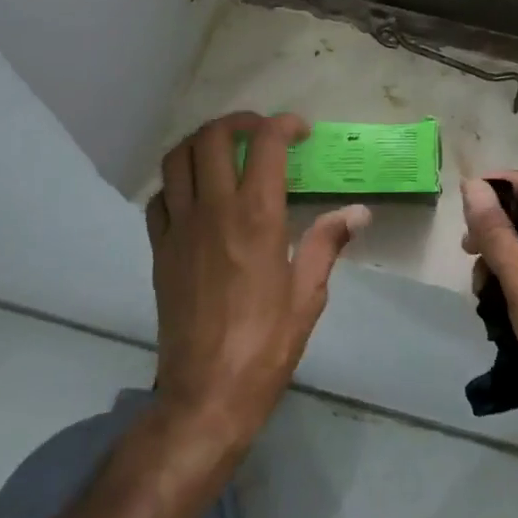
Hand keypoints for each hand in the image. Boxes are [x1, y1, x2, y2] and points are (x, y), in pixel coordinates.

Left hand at [148, 112, 367, 454]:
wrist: (205, 395)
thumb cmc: (266, 344)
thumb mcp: (308, 294)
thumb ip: (328, 242)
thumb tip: (359, 211)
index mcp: (256, 216)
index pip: (265, 143)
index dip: (284, 124)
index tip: (300, 132)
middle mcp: (214, 210)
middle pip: (213, 136)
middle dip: (239, 122)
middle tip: (260, 132)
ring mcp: (179, 228)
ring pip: (178, 158)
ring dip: (202, 142)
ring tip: (225, 150)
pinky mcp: (158, 249)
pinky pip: (159, 197)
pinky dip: (177, 181)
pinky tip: (196, 194)